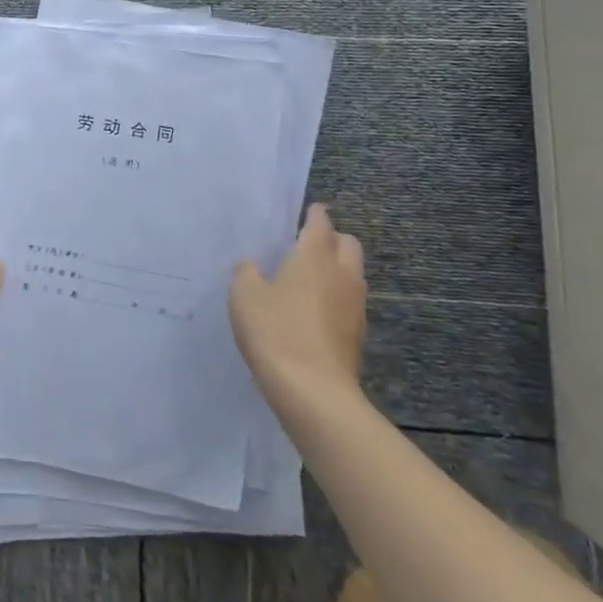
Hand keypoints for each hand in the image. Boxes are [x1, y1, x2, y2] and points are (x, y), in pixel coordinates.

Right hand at [229, 203, 366, 406]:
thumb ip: (247, 272)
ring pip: (353, 274)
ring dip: (337, 269)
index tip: (309, 210)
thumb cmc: (275, 331)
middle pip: (348, 244)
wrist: (314, 391)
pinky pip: (349, 302)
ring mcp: (355, 306)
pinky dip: (336, 297)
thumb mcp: (244, 295)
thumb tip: (253, 266)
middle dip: (333, 238)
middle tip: (308, 244)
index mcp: (314, 256)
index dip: (315, 214)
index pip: (321, 223)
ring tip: (310, 277)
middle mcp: (342, 275)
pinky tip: (314, 310)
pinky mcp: (357, 334)